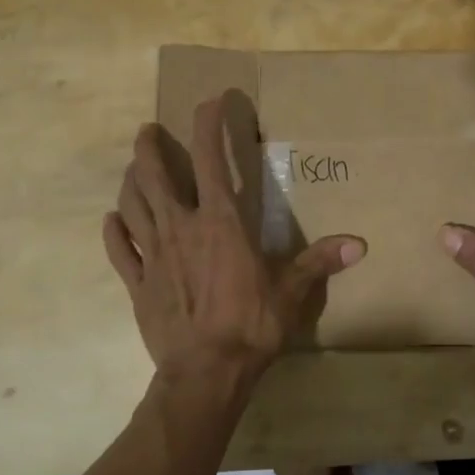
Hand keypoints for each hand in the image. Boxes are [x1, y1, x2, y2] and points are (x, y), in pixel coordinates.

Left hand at [103, 95, 365, 380]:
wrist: (205, 373)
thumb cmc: (251, 326)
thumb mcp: (291, 292)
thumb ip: (320, 262)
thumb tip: (360, 245)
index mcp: (220, 223)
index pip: (210, 160)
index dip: (208, 125)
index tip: (210, 102)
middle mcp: (180, 227)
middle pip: (154, 175)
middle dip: (149, 147)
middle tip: (149, 131)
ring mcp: (153, 255)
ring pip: (131, 204)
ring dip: (130, 181)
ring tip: (133, 168)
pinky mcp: (137, 283)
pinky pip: (120, 249)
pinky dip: (114, 231)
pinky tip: (113, 221)